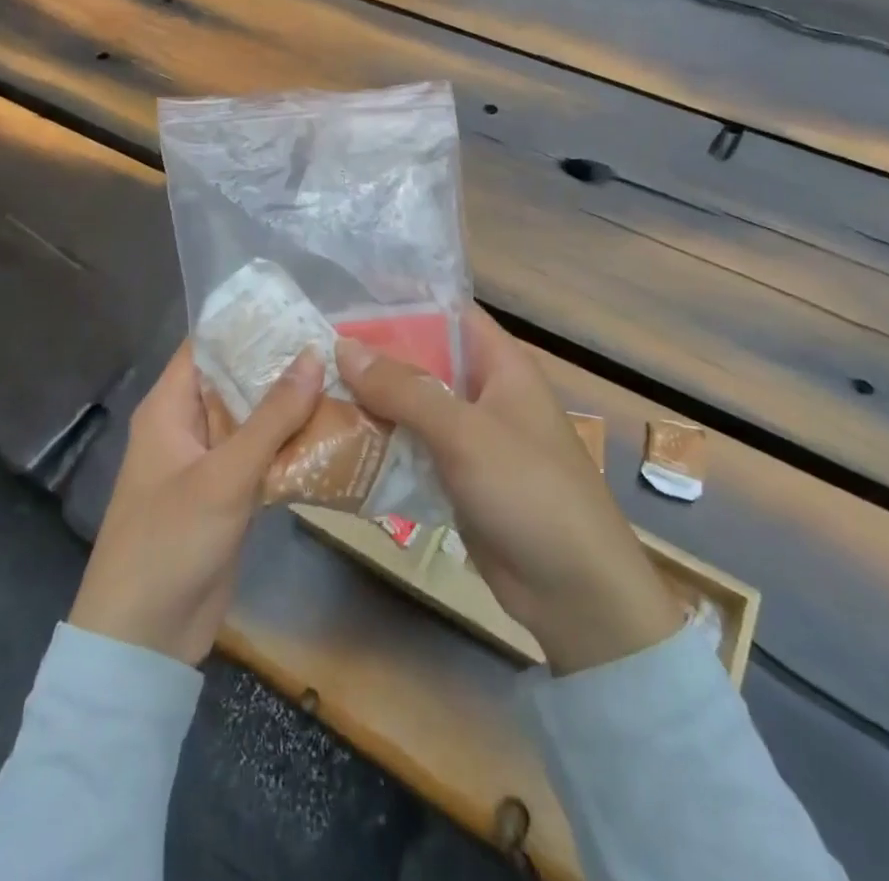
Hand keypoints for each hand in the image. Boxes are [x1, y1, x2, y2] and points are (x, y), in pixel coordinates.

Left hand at [69, 342, 324, 665]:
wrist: (144, 640)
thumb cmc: (170, 541)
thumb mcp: (224, 475)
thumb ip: (272, 417)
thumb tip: (314, 355)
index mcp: (170, 407)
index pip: (208, 345)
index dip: (248, 324)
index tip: (298, 307)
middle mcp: (189, 425)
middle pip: (237, 380)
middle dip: (281, 364)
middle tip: (337, 341)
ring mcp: (210, 461)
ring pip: (254, 419)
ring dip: (292, 405)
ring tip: (347, 378)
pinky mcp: (229, 494)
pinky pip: (262, 456)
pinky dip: (292, 445)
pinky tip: (335, 432)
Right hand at [337, 310, 682, 674]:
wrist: (575, 591)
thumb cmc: (529, 490)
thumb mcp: (464, 432)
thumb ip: (404, 389)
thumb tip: (344, 346)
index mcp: (500, 364)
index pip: (448, 312)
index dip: (403, 301)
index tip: (348, 296)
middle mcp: (484, 392)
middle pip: (424, 360)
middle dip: (375, 355)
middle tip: (315, 348)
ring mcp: (471, 438)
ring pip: (414, 406)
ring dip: (373, 402)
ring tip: (313, 390)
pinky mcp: (458, 478)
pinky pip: (414, 448)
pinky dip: (383, 444)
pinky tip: (339, 441)